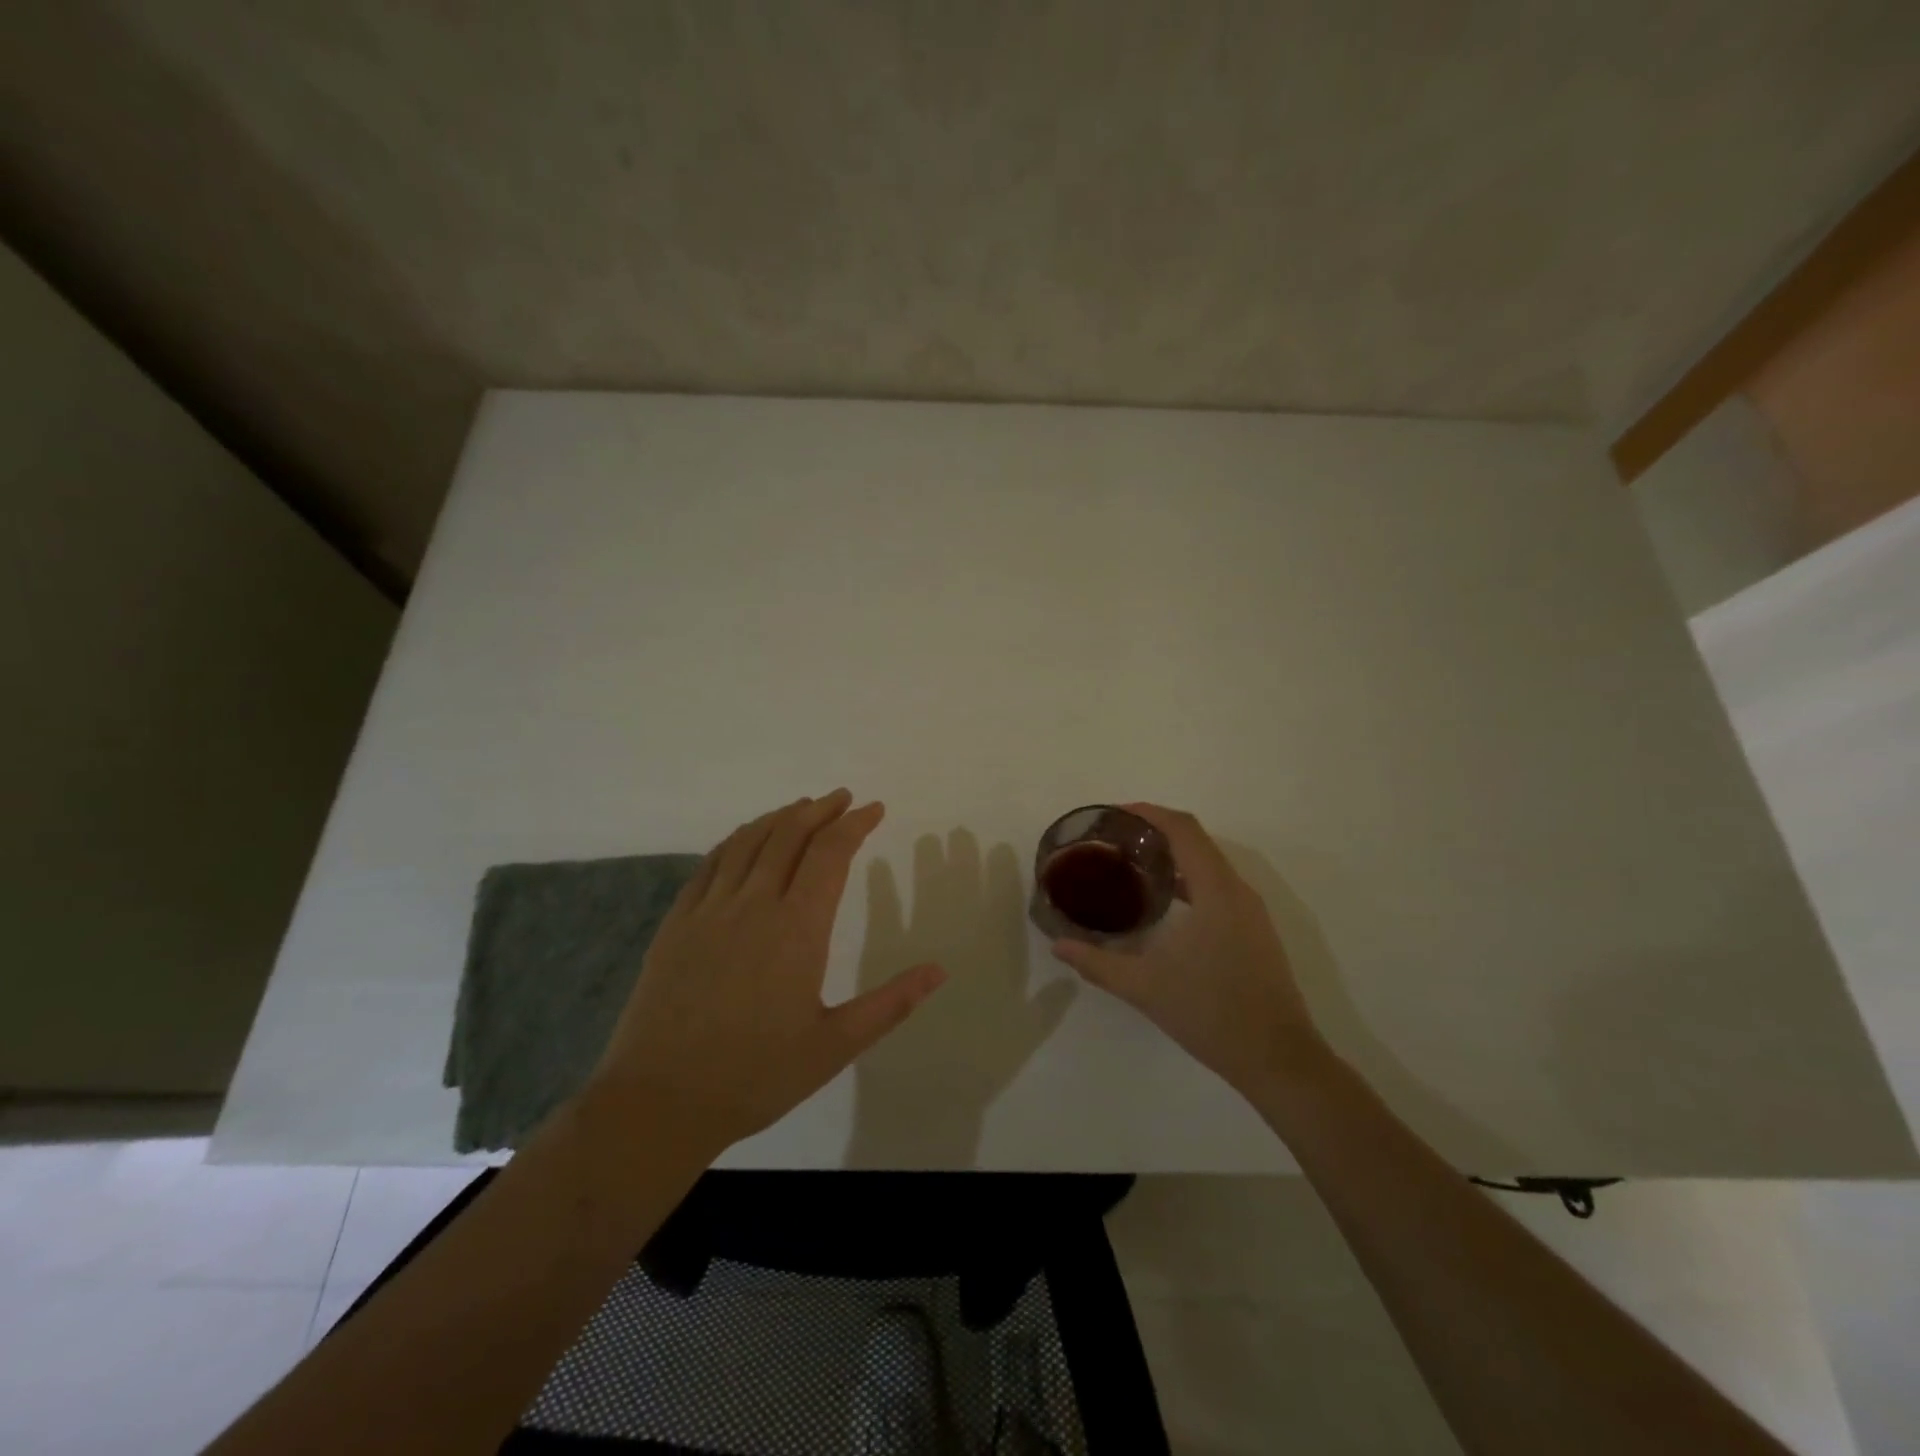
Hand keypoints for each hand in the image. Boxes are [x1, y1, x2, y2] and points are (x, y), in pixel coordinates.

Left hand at [590, 790, 947, 1149]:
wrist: (659, 1102)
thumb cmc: (755, 1076)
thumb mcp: (835, 1046)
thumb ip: (891, 1003)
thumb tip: (940, 970)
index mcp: (797, 929)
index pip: (830, 854)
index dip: (855, 825)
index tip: (875, 809)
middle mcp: (754, 905)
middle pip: (789, 835)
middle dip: (820, 810)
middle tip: (843, 799)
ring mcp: (709, 910)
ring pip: (748, 841)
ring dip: (780, 817)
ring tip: (802, 808)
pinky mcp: (678, 923)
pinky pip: (711, 863)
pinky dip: (737, 839)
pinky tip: (746, 839)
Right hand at [1049, 803, 1319, 1097]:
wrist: (1278, 1059)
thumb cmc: (1211, 1014)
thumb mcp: (1145, 988)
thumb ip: (1097, 962)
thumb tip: (1059, 945)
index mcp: (1216, 891)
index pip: (1183, 829)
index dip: (1148, 813)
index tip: (1114, 814)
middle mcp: (1237, 891)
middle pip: (1196, 840)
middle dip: (1155, 831)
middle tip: (1114, 840)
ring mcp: (1251, 911)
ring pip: (1209, 863)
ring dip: (1173, 855)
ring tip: (1131, 864)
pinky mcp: (1254, 931)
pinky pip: (1218, 885)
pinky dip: (1188, 878)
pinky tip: (1162, 902)